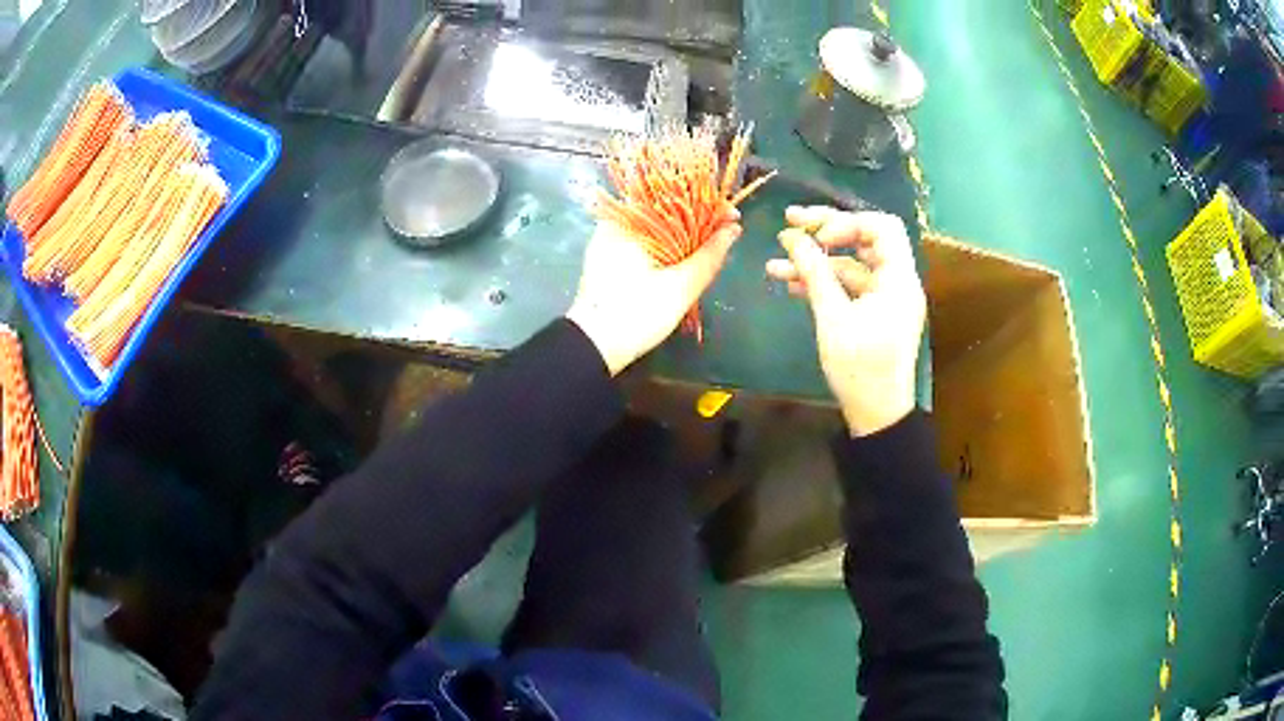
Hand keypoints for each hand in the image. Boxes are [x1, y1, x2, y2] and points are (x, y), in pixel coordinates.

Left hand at [567, 210, 741, 375]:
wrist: (592, 348)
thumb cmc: (636, 314)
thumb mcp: (680, 286)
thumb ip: (709, 256)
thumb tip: (733, 230)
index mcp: (629, 221)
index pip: (675, 197)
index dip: (708, 205)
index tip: (734, 216)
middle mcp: (616, 223)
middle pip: (666, 211)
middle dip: (698, 221)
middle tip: (725, 235)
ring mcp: (609, 241)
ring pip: (657, 228)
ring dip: (684, 235)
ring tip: (712, 248)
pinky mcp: (608, 259)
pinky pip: (645, 243)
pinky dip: (667, 248)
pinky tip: (685, 261)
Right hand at [766, 207, 925, 435]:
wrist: (876, 414)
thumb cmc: (860, 368)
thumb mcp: (833, 318)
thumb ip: (814, 272)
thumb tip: (791, 236)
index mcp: (898, 279)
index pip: (882, 227)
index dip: (848, 223)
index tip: (818, 237)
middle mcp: (895, 281)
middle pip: (863, 239)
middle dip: (825, 230)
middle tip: (789, 221)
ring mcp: (883, 297)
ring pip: (849, 264)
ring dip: (815, 261)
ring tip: (775, 261)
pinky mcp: (871, 312)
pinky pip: (847, 286)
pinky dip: (822, 282)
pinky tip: (789, 282)